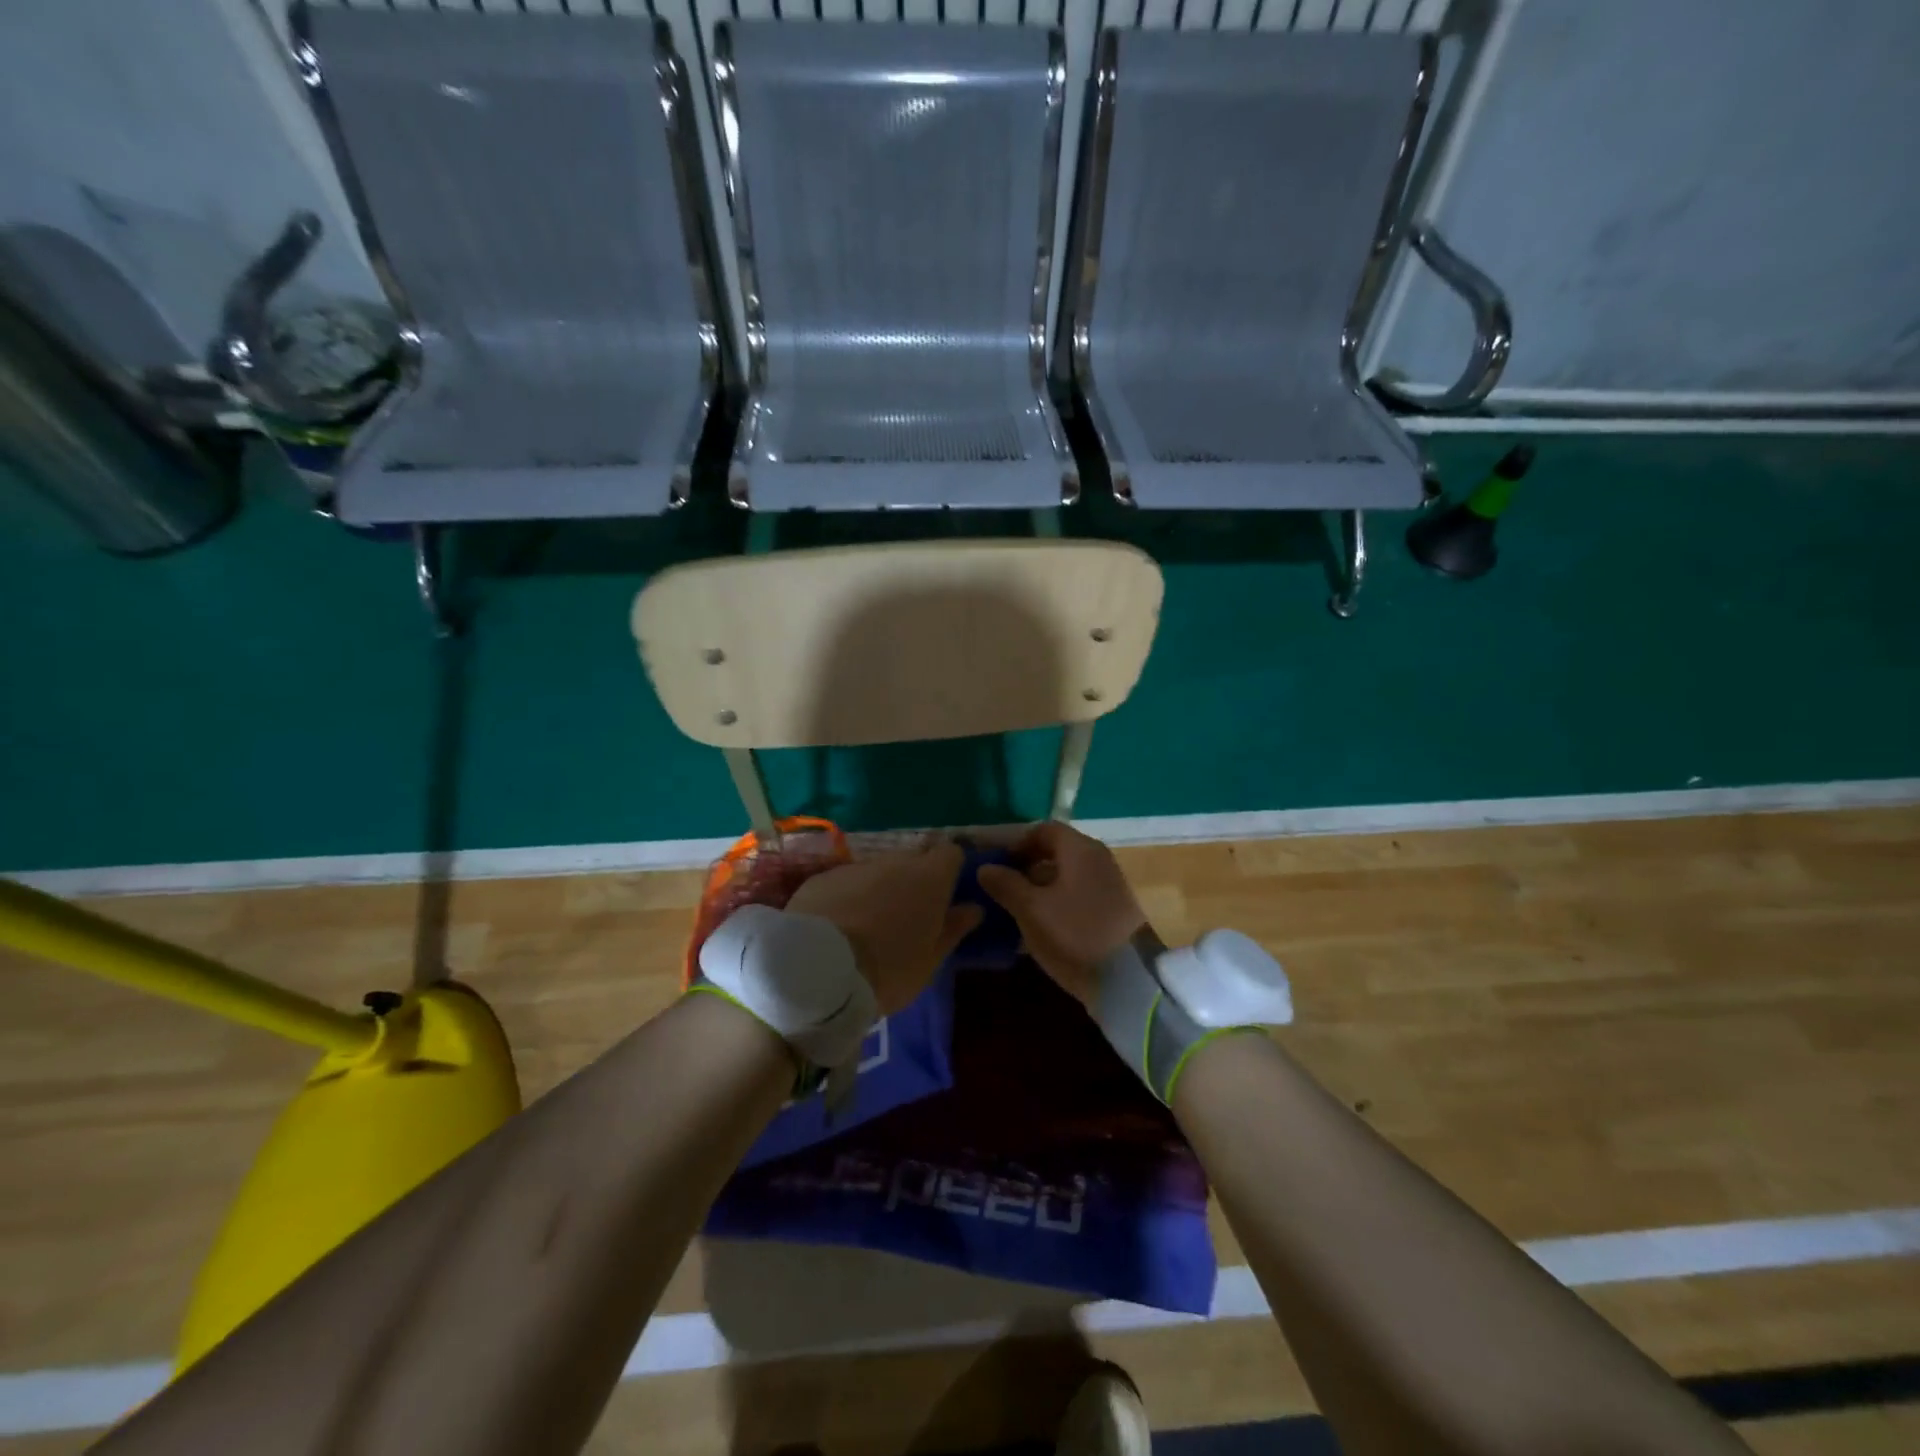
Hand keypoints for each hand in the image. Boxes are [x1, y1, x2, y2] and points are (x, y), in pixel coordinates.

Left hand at [785, 839, 981, 1014]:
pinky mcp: (822, 878)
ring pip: (877, 871)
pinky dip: (848, 896)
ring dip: (879, 889)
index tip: (946, 893)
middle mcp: (895, 862)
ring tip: (869, 925)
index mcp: (929, 878)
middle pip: (913, 861)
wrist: (818, 970)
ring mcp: (856, 867)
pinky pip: (845, 882)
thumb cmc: (888, 970)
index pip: (950, 854)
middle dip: (914, 881)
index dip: (950, 870)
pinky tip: (838, 926)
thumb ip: (953, 929)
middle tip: (907, 917)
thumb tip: (972, 909)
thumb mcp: (930, 960)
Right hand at [976, 823, 1146, 1004]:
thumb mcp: (1031, 909)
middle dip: (1026, 866)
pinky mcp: (1113, 909)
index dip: (1016, 843)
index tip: (995, 864)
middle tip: (1001, 887)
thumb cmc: (1074, 934)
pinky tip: (1040, 925)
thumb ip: (1006, 884)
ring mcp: (1108, 884)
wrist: (1127, 979)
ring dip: (1039, 887)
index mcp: (1079, 849)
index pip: (1043, 830)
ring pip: (1066, 875)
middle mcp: (1097, 859)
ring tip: (1015, 909)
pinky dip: (1056, 902)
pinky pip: (1077, 894)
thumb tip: (985, 867)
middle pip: (1056, 852)